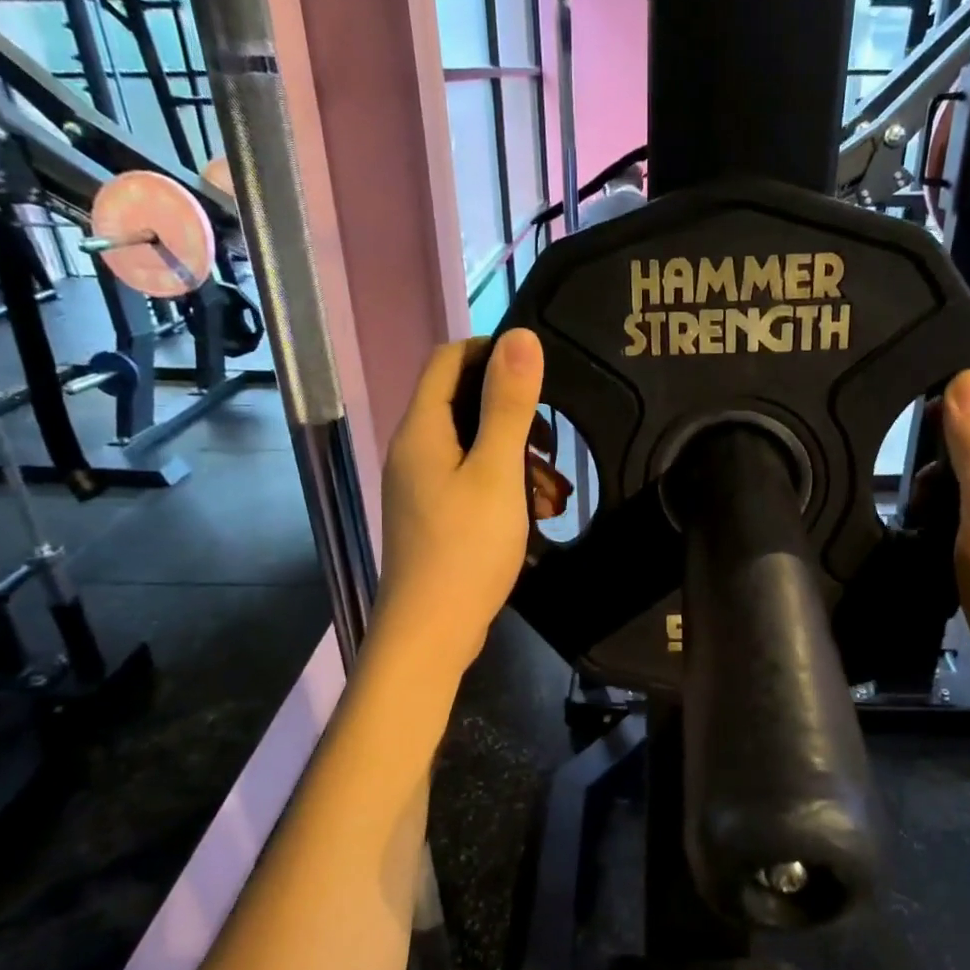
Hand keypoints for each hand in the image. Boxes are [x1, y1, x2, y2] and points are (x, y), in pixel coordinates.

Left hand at [375, 330, 545, 668]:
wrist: (431, 633)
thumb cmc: (466, 548)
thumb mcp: (497, 472)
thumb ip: (508, 404)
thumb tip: (519, 336)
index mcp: (422, 430)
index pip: (448, 360)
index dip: (491, 352)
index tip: (538, 373)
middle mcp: (415, 450)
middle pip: (463, 404)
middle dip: (515, 415)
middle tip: (552, 441)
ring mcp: (422, 486)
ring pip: (474, 448)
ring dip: (517, 458)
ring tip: (555, 489)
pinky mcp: (435, 515)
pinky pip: (473, 481)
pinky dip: (506, 487)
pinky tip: (537, 514)